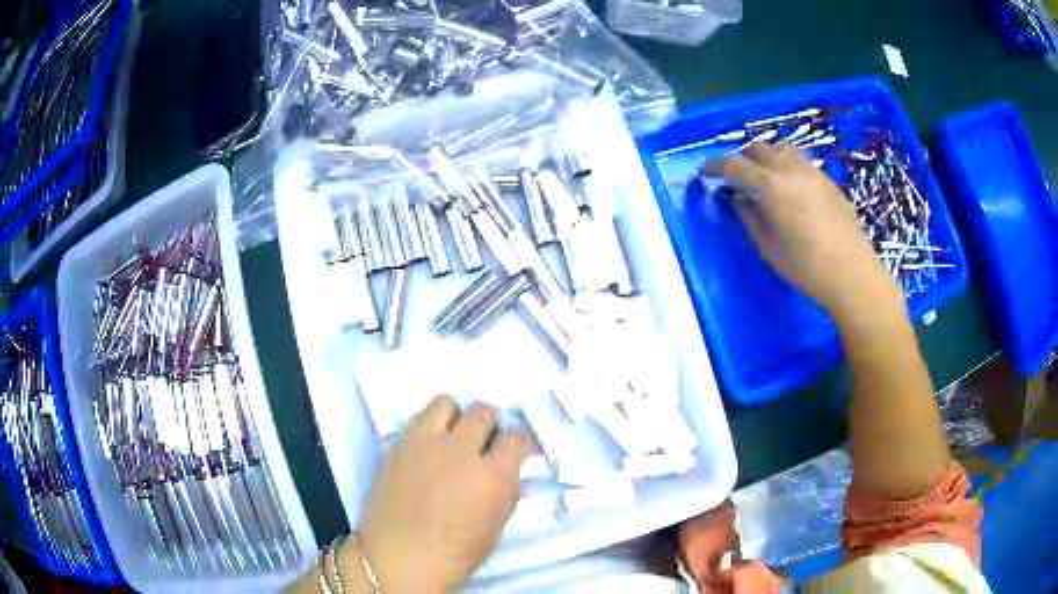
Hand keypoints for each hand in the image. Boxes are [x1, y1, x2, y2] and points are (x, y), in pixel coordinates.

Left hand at [352, 396, 531, 591]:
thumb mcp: (494, 531)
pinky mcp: (399, 444)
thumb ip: (506, 496)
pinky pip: (417, 418)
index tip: (518, 449)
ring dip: (455, 415)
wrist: (398, 557)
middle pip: (483, 411)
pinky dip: (428, 426)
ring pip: (446, 402)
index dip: (521, 441)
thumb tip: (511, 476)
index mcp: (492, 475)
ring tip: (453, 435)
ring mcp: (426, 443)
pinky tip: (428, 447)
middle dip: (490, 423)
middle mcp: (461, 450)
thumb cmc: (454, 555)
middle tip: (485, 440)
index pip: (517, 437)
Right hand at [709, 142, 898, 316]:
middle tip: (737, 178)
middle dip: (742, 158)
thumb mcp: (769, 247)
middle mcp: (790, 169)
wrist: (851, 273)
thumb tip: (740, 199)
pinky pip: (800, 161)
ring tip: (764, 176)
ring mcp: (812, 171)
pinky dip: (786, 165)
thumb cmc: (806, 267)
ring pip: (781, 148)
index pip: (735, 165)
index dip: (716, 166)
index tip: (705, 172)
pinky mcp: (827, 180)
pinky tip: (790, 188)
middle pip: (758, 148)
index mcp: (771, 186)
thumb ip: (750, 218)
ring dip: (766, 156)